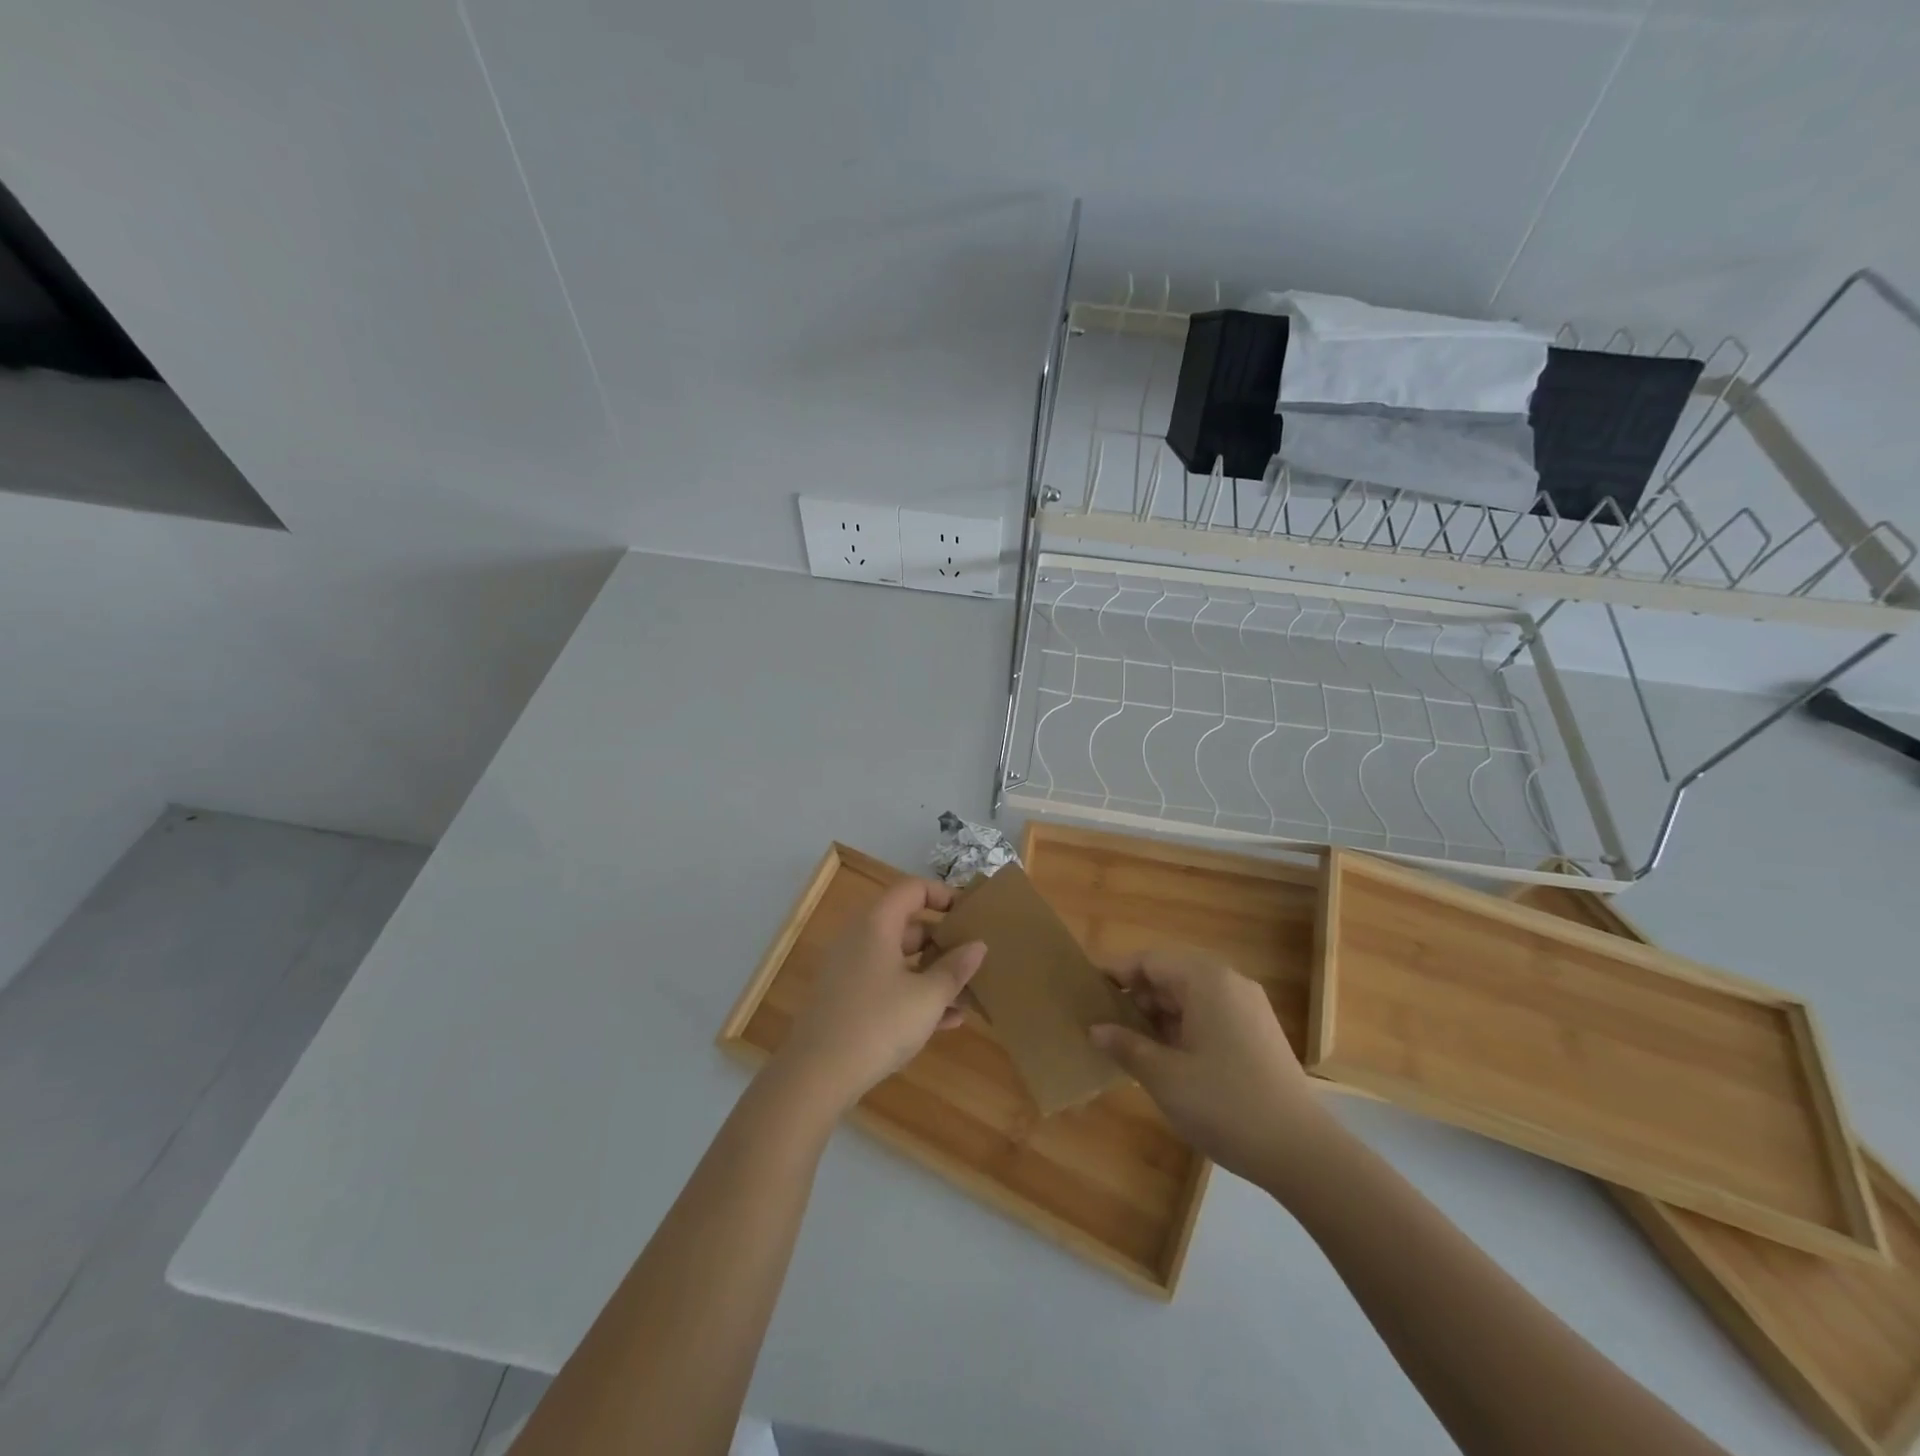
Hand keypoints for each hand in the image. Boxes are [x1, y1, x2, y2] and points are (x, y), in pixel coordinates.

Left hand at [773, 877, 985, 1112]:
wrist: (817, 1075)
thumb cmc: (879, 1023)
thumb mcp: (928, 997)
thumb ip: (956, 968)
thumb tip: (978, 945)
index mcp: (877, 925)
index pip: (912, 889)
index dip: (943, 894)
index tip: (970, 914)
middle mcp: (860, 939)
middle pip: (908, 926)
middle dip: (944, 942)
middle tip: (974, 958)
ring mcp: (850, 971)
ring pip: (900, 960)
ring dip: (933, 974)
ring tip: (968, 994)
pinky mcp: (846, 1000)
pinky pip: (887, 985)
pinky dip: (914, 995)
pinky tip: (946, 1021)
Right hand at [1090, 949, 1330, 1185]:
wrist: (1303, 1153)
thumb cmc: (1225, 1104)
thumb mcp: (1164, 1076)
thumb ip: (1126, 1045)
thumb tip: (1096, 1029)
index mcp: (1206, 980)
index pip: (1149, 960)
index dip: (1115, 973)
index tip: (1087, 993)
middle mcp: (1229, 983)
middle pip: (1170, 975)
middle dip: (1135, 997)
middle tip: (1103, 1024)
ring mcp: (1248, 1008)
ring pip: (1189, 998)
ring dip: (1157, 1016)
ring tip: (1128, 1045)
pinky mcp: (1257, 1033)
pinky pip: (1209, 1016)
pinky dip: (1182, 1029)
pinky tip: (1164, 1059)